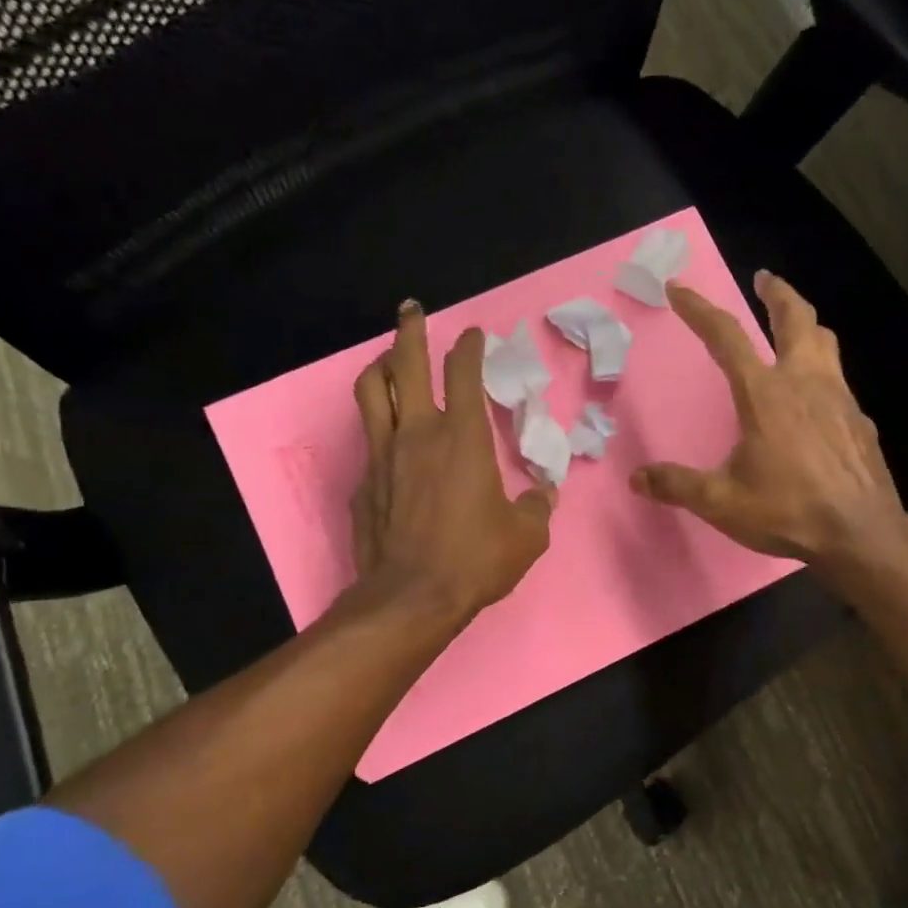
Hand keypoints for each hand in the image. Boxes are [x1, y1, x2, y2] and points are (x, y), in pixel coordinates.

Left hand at [350, 301, 554, 624]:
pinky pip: (369, 439)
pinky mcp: (364, 482)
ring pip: (371, 391)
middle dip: (410, 330)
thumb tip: (543, 494)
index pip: (463, 373)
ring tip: (389, 359)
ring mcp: (383, 455)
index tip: (474, 335)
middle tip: (412, 310)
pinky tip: (390, 440)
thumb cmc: (474, 560)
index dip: (469, 347)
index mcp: (463, 438)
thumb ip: (536, 507)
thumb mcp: (525, 536)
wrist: (411, 597)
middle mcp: (418, 433)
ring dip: (381, 366)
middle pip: (405, 363)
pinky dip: (380, 425)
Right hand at [631, 272, 907, 565]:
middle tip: (764, 279)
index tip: (679, 288)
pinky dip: (822, 371)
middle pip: (795, 318)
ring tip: (793, 326)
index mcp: (764, 394)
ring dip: (805, 324)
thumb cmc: (787, 510)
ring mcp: (839, 397)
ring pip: (825, 342)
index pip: (726, 336)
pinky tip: (816, 398)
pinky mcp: (859, 420)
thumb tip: (636, 478)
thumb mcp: (721, 502)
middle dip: (777, 293)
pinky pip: (839, 380)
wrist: (861, 533)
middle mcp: (804, 382)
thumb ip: (677, 485)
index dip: (699, 309)